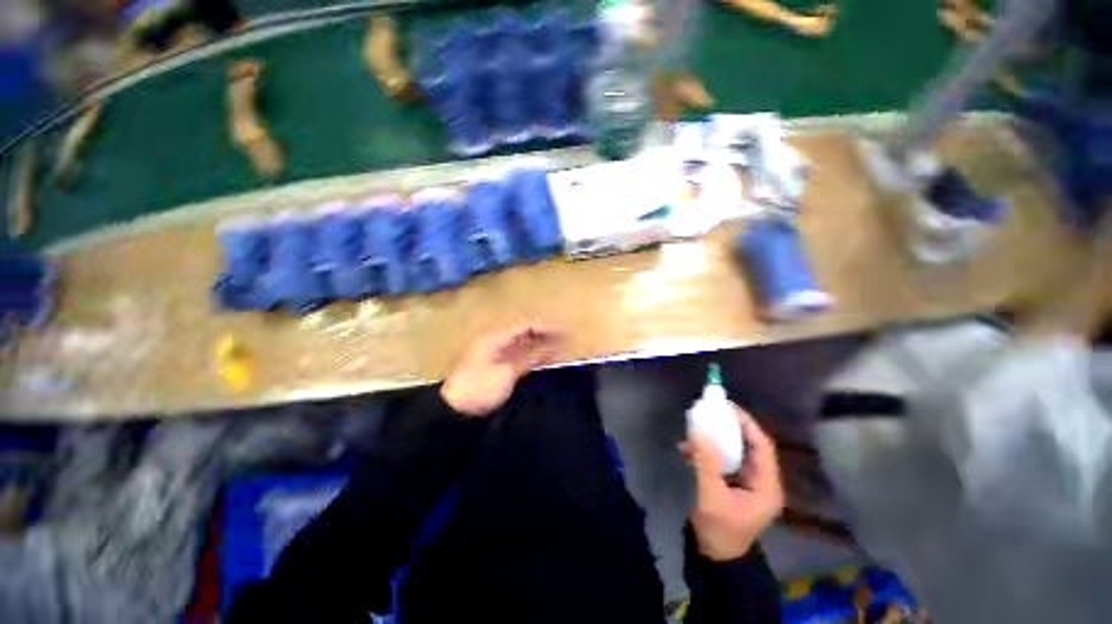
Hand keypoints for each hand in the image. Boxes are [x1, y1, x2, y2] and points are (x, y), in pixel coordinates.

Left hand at [441, 326, 561, 417]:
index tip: (564, 331)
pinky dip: (533, 356)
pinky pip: (520, 356)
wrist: (456, 409)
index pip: (526, 325)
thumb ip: (530, 356)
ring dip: (541, 345)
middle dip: (545, 335)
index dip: (545, 327)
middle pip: (525, 333)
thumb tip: (552, 345)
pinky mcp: (499, 367)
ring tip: (560, 348)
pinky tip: (545, 359)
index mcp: (496, 337)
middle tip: (566, 340)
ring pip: (524, 344)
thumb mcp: (507, 372)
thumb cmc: (479, 387)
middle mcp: (498, 342)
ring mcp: (498, 354)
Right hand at [683, 404, 783, 560]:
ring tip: (694, 428)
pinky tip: (687, 450)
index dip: (746, 423)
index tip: (726, 406)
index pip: (762, 445)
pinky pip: (721, 460)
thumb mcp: (711, 494)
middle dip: (728, 427)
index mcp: (766, 485)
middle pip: (748, 445)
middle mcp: (760, 481)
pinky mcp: (732, 485)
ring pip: (733, 451)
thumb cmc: (720, 530)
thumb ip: (705, 460)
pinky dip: (706, 452)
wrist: (715, 558)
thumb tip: (697, 428)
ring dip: (714, 439)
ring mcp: (746, 483)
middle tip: (709, 411)